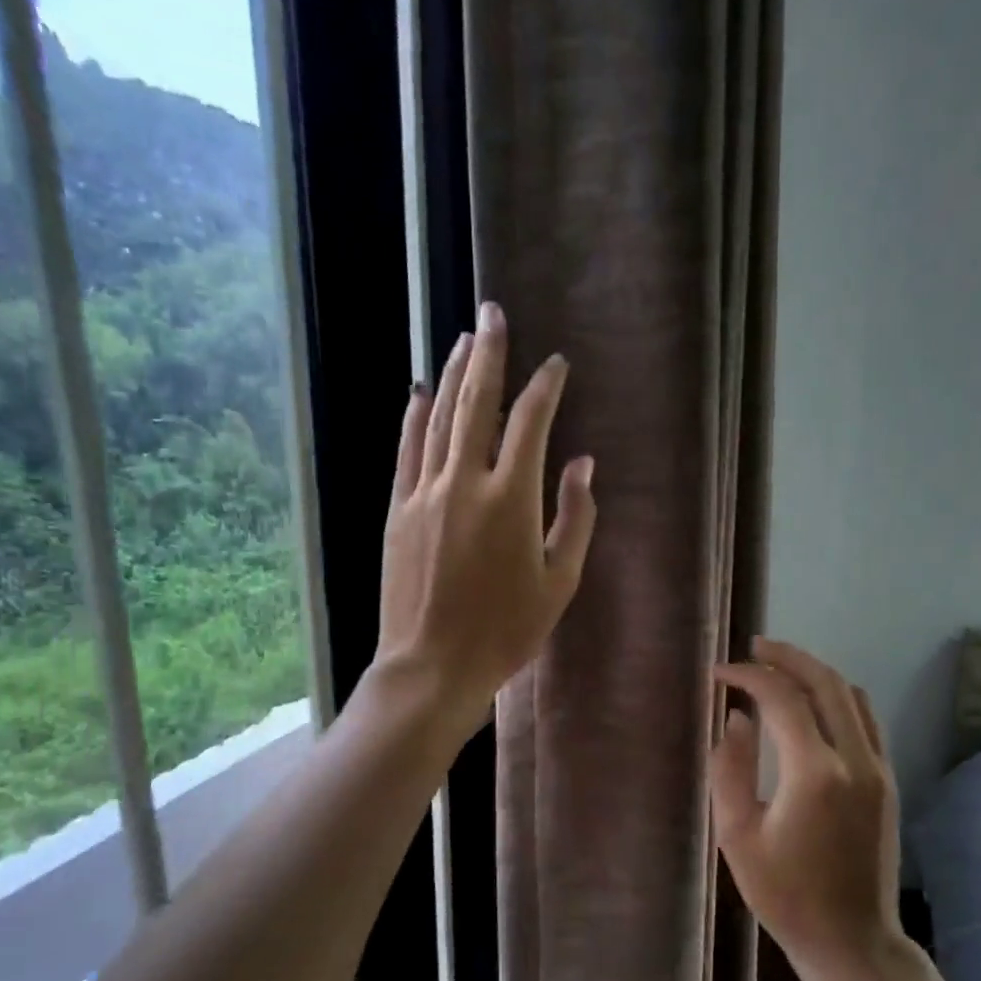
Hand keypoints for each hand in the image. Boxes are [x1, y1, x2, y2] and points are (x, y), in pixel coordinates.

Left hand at [373, 301, 596, 736]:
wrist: (433, 665)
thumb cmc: (507, 631)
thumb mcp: (559, 582)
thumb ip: (574, 518)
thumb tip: (582, 464)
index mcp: (511, 500)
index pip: (531, 424)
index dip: (545, 388)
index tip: (555, 365)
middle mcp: (464, 482)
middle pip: (477, 403)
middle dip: (488, 354)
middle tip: (493, 314)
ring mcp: (424, 493)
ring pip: (439, 419)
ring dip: (452, 376)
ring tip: (462, 340)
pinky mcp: (398, 510)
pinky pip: (406, 451)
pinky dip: (413, 418)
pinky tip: (418, 393)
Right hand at [711, 639, 901, 974]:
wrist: (852, 940)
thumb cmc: (785, 895)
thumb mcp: (737, 835)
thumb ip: (730, 768)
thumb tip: (736, 718)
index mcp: (815, 773)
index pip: (781, 698)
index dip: (748, 675)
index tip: (719, 674)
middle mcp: (855, 759)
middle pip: (825, 682)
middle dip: (787, 657)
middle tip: (754, 647)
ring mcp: (879, 768)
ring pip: (850, 695)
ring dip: (814, 672)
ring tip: (779, 667)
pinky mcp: (888, 780)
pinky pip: (865, 718)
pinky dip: (836, 696)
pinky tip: (813, 702)